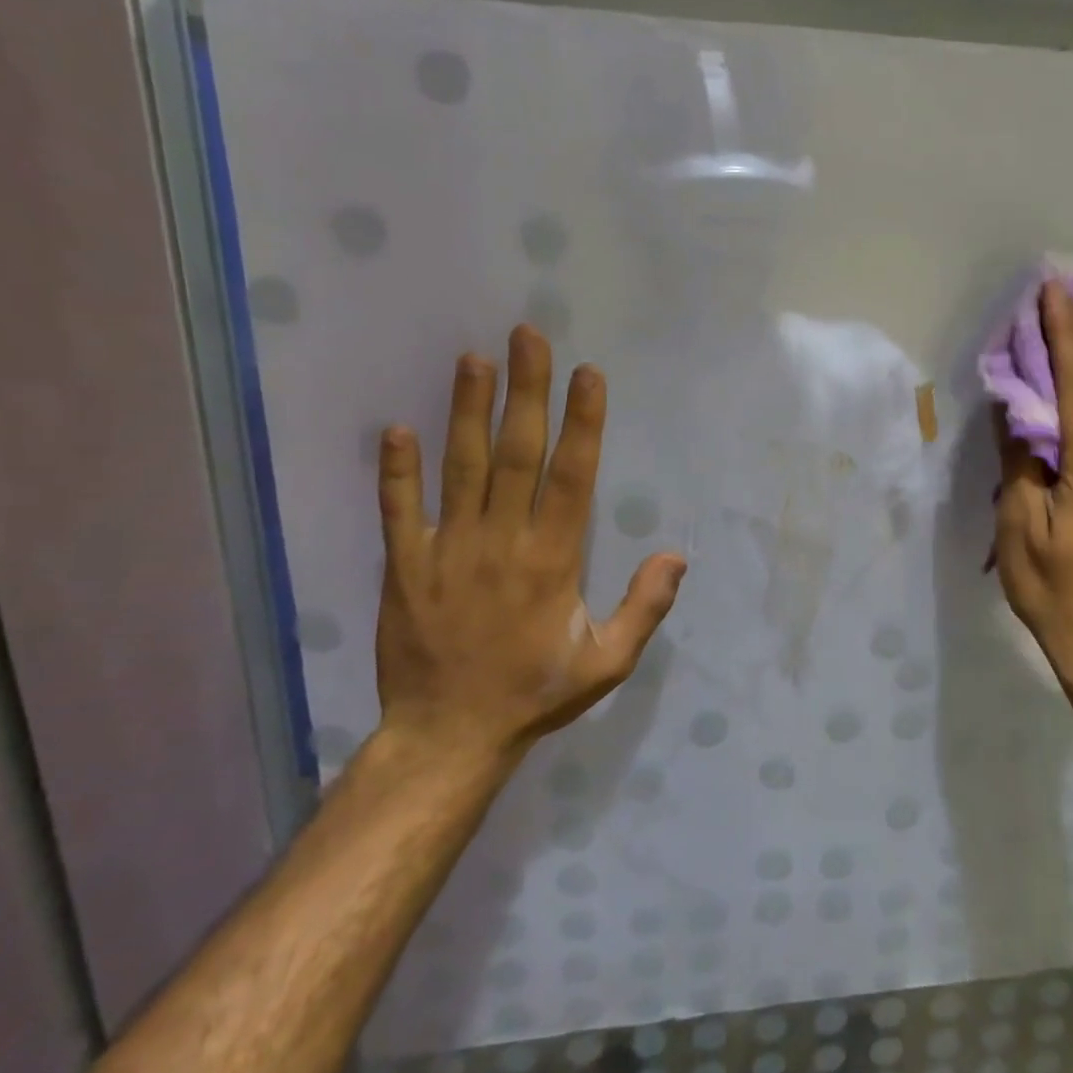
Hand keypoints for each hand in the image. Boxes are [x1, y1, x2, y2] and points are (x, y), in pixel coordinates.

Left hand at [372, 325, 686, 767]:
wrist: (448, 736)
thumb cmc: (536, 693)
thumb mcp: (608, 662)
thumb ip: (645, 607)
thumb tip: (677, 554)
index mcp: (552, 561)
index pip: (572, 477)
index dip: (582, 423)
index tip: (586, 374)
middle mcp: (501, 543)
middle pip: (516, 454)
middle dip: (526, 392)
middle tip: (527, 336)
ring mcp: (448, 551)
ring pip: (460, 469)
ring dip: (467, 412)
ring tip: (472, 359)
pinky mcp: (404, 567)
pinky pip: (398, 511)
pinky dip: (396, 471)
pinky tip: (396, 429)